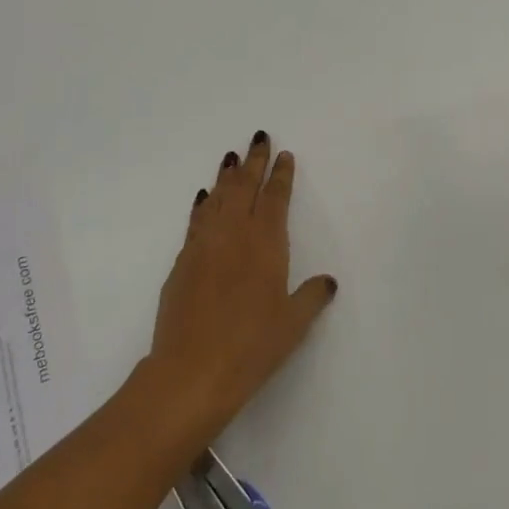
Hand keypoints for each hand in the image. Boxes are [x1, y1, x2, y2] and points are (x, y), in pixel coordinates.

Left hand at [144, 132, 336, 443]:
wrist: (191, 371)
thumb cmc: (251, 347)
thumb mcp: (292, 324)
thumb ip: (311, 297)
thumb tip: (327, 281)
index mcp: (265, 244)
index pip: (275, 199)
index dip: (280, 175)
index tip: (284, 155)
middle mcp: (233, 235)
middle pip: (243, 187)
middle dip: (253, 161)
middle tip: (258, 137)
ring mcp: (203, 246)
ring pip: (217, 199)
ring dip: (226, 176)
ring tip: (230, 157)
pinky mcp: (182, 262)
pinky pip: (196, 221)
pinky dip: (203, 204)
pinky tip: (204, 197)